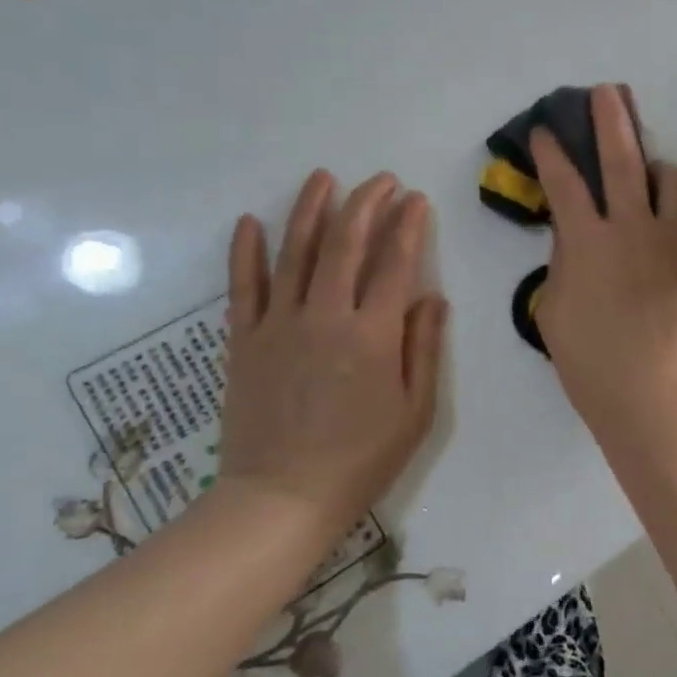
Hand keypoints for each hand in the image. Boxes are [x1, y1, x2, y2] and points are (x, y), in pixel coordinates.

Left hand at [218, 171, 447, 534]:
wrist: (282, 499)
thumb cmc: (361, 459)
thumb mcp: (416, 411)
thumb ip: (424, 348)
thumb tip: (432, 297)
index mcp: (373, 335)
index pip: (396, 264)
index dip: (408, 226)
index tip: (416, 200)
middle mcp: (326, 317)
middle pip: (346, 245)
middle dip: (366, 204)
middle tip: (381, 180)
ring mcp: (279, 325)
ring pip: (295, 253)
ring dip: (310, 210)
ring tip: (323, 178)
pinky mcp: (244, 341)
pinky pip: (244, 287)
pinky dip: (246, 252)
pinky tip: (250, 221)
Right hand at [530, 85, 676, 443]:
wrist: (654, 394)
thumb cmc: (591, 362)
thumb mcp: (554, 310)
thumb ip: (563, 261)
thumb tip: (572, 232)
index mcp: (588, 241)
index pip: (564, 182)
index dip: (551, 151)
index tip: (545, 131)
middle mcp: (631, 227)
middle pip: (621, 158)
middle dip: (610, 119)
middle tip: (606, 91)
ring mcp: (671, 239)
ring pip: (669, 177)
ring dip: (654, 162)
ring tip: (647, 163)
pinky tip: (671, 204)